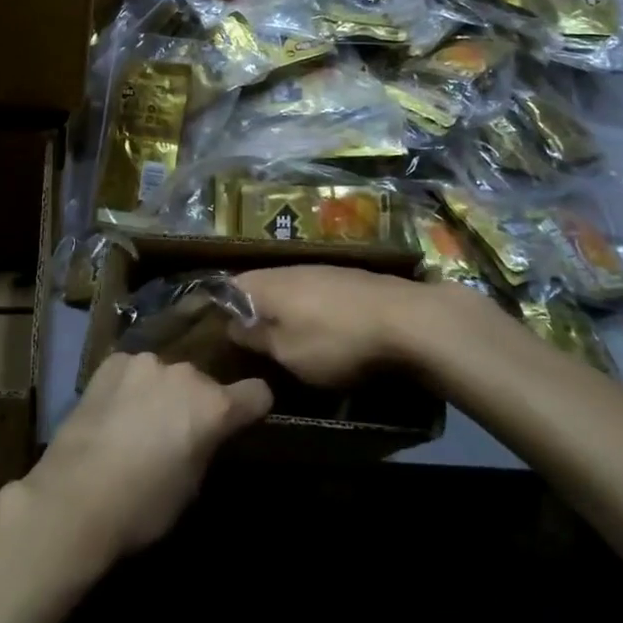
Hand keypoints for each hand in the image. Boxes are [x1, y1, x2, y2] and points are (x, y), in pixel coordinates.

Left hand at [17, 352, 271, 573]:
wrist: (75, 497)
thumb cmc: (142, 506)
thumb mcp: (191, 485)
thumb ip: (206, 445)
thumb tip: (204, 434)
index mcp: (213, 406)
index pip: (257, 393)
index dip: (252, 408)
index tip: (243, 420)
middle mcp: (185, 372)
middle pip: (204, 383)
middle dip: (196, 403)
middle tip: (176, 433)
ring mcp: (146, 361)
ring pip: (167, 374)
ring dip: (162, 392)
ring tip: (139, 422)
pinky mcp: (112, 361)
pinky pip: (133, 370)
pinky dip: (131, 386)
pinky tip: (113, 411)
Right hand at [227, 265, 444, 386]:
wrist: (407, 320)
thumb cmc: (335, 340)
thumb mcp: (287, 353)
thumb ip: (256, 338)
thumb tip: (231, 326)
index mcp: (266, 283)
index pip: (227, 288)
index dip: (219, 310)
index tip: (216, 336)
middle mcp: (288, 269)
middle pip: (259, 287)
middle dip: (253, 313)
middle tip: (249, 344)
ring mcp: (321, 271)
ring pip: (289, 290)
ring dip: (284, 313)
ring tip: (284, 341)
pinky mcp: (348, 280)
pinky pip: (315, 295)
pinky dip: (310, 312)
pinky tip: (320, 332)